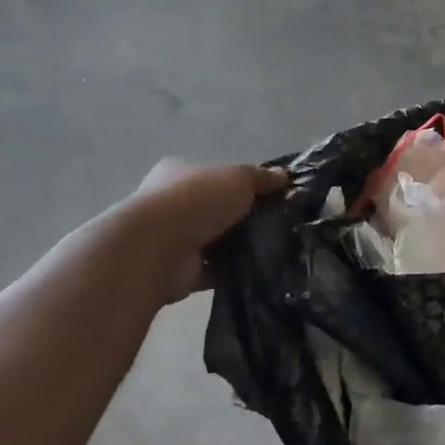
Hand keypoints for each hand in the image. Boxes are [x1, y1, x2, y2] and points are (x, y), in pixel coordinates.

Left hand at [132, 160, 288, 301]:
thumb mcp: (239, 177)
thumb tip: (285, 177)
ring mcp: (174, 239)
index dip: (246, 184)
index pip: (217, 175)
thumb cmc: (197, 200)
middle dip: (245, 217)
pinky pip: (215, 270)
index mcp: (180, 173)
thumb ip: (262, 177)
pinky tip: (260, 269)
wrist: (159, 248)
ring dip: (241, 245)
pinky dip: (233, 270)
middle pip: (218, 209)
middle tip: (280, 223)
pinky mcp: (181, 271)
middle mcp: (173, 204)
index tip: (274, 195)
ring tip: (276, 247)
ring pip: (217, 240)